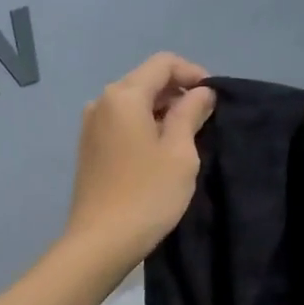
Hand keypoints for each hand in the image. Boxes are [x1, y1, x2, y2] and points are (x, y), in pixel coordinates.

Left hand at [64, 53, 215, 270]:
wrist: (101, 241)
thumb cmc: (148, 195)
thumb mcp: (180, 153)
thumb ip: (191, 113)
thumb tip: (201, 92)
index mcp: (124, 96)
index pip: (163, 63)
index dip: (193, 73)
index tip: (214, 98)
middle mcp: (102, 102)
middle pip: (145, 80)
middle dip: (177, 92)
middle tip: (205, 119)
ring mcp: (91, 125)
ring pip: (133, 102)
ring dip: (162, 110)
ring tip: (186, 136)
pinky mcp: (89, 147)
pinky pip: (122, 122)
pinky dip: (144, 125)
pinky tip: (160, 151)